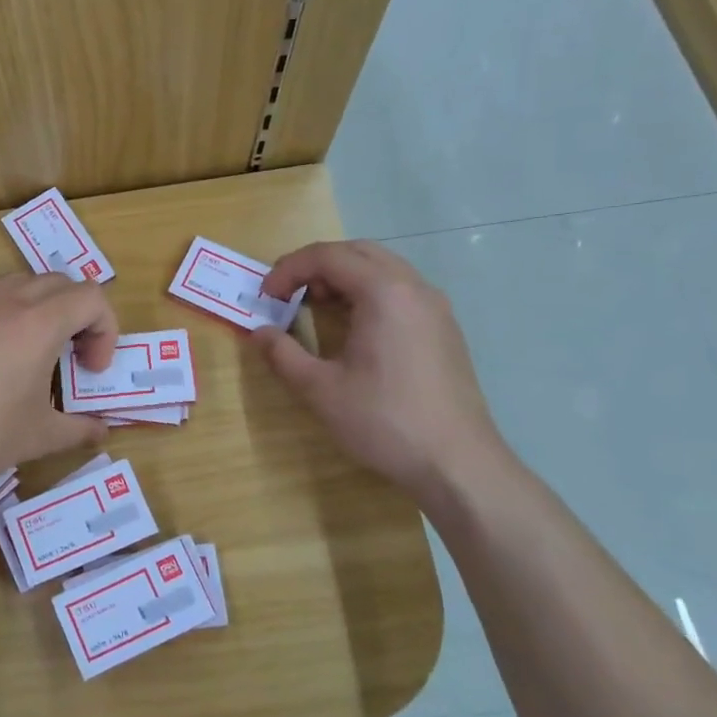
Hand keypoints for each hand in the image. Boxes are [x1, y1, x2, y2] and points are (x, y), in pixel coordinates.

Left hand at [0, 274, 118, 495]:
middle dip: (76, 314)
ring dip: (36, 308)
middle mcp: (2, 301)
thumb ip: (79, 429)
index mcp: (37, 323)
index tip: (91, 368)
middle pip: (57, 282)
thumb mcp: (39, 437)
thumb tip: (101, 431)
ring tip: (29, 352)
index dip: (105, 329)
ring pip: (14, 284)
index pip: (91, 297)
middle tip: (70, 356)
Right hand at [254, 240, 505, 500]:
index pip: (328, 256)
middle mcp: (414, 288)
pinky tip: (352, 328)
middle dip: (315, 266)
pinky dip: (367, 293)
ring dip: (343, 277)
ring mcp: (435, 307)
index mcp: (384, 293)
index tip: (265, 296)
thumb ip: (283, 354)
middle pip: (357, 252)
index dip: (289, 269)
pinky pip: (399, 290)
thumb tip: (259, 333)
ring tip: (315, 308)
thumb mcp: (319, 390)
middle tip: (287, 294)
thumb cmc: (384, 421)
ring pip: (382, 268)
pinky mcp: (444, 329)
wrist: (457, 463)